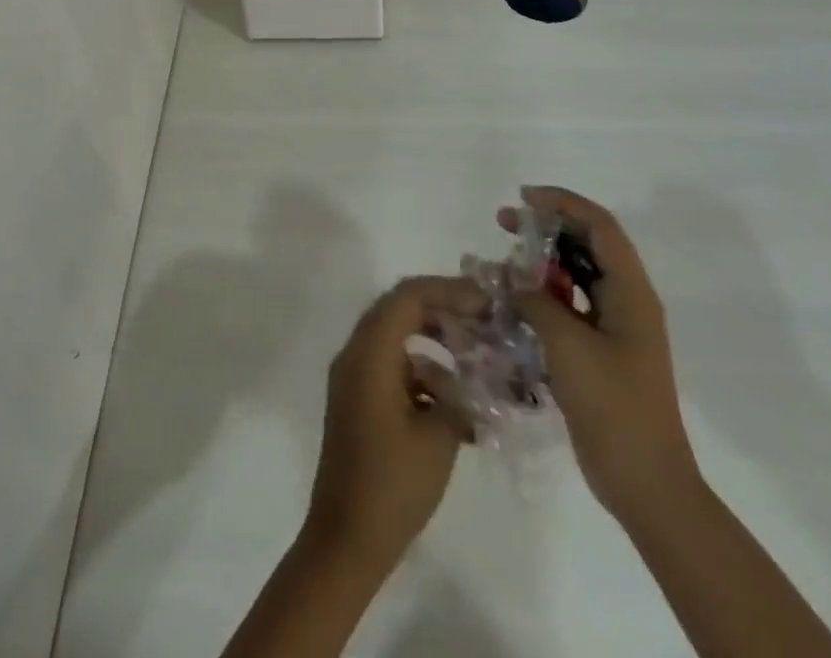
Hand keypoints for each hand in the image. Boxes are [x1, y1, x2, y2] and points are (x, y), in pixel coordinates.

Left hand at [300, 276, 481, 576]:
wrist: (345, 540)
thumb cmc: (392, 485)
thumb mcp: (438, 437)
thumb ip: (458, 395)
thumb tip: (473, 379)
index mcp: (369, 353)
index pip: (408, 296)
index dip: (448, 290)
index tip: (485, 301)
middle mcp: (355, 353)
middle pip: (399, 308)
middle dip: (442, 310)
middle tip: (481, 321)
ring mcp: (352, 376)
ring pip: (395, 337)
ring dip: (433, 342)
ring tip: (473, 361)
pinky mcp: (356, 399)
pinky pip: (389, 365)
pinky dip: (420, 370)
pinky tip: (453, 401)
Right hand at [500, 186, 699, 519]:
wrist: (646, 484)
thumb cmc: (614, 408)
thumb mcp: (569, 347)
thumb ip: (536, 302)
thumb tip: (511, 277)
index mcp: (631, 293)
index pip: (599, 225)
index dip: (562, 203)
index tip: (522, 199)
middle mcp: (627, 301)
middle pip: (588, 244)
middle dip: (547, 227)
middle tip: (503, 223)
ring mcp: (616, 328)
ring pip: (578, 275)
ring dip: (542, 262)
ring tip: (503, 261)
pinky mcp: (602, 352)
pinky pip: (571, 307)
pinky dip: (543, 296)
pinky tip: (513, 302)